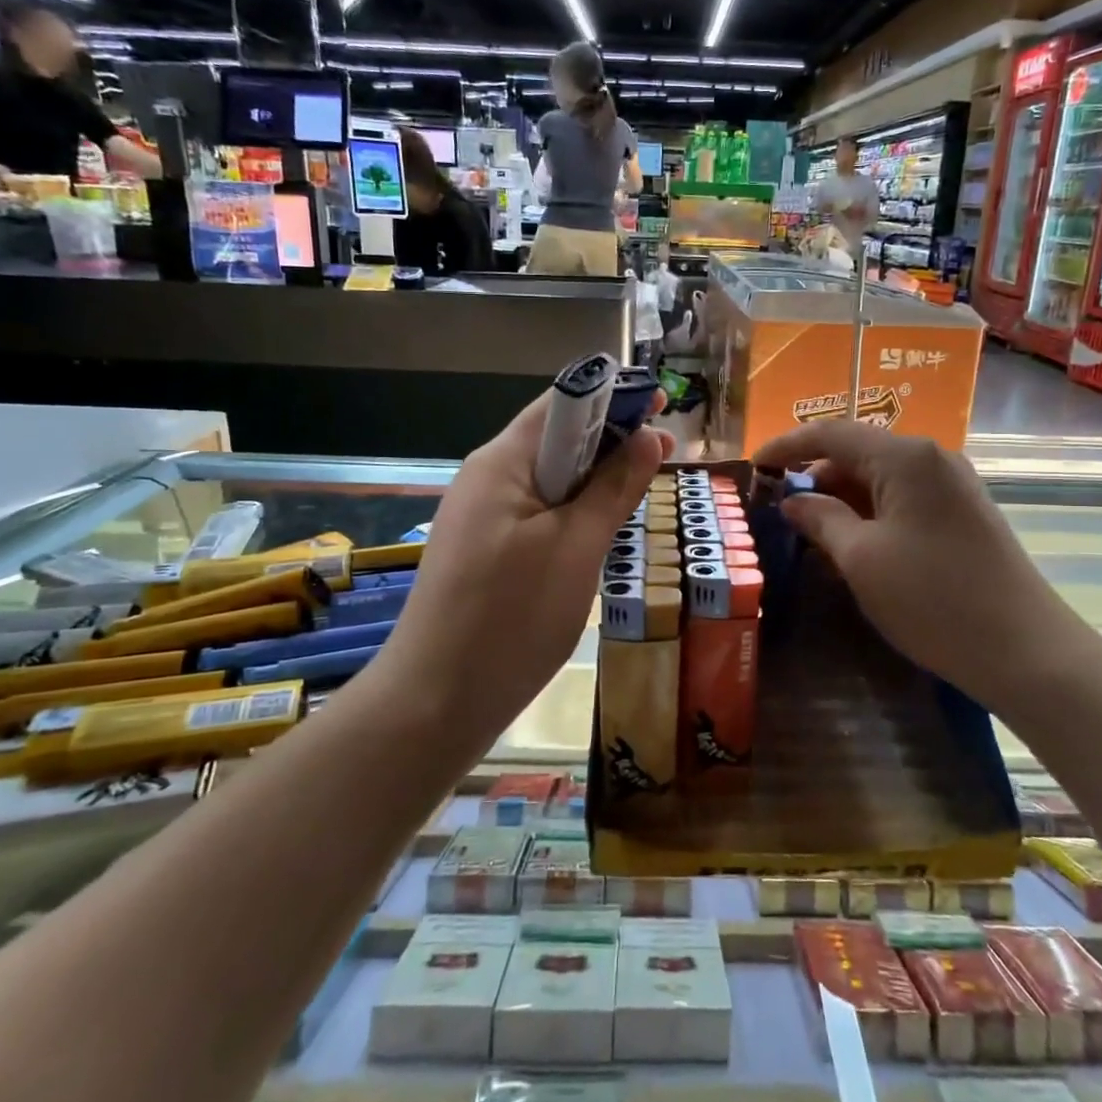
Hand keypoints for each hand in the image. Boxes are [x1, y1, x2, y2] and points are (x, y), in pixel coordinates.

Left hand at [386, 389, 672, 724]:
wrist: (434, 704)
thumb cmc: (511, 617)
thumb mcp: (576, 547)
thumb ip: (613, 487)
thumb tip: (648, 436)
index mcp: (502, 462)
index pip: (563, 404)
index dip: (615, 398)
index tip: (665, 407)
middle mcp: (487, 478)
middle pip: (556, 439)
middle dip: (612, 439)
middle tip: (667, 455)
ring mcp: (482, 518)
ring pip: (550, 480)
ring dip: (596, 478)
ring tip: (643, 488)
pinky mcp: (485, 552)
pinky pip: (538, 514)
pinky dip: (575, 512)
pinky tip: (601, 530)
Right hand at [752, 422, 1085, 699]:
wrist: (1025, 651)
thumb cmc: (932, 600)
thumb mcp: (861, 559)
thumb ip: (820, 519)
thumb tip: (793, 500)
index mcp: (906, 458)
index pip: (832, 433)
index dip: (787, 445)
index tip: (753, 466)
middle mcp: (932, 459)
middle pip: (858, 452)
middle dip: (814, 475)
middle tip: (777, 506)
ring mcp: (954, 485)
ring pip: (881, 478)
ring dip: (842, 497)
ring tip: (808, 527)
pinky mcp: (964, 513)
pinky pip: (904, 498)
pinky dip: (871, 512)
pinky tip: (852, 541)